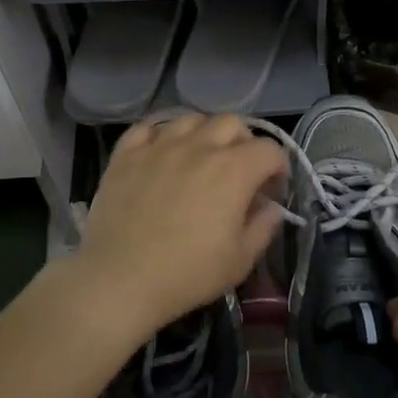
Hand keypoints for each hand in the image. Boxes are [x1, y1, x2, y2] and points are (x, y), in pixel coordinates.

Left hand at [70, 113, 286, 340]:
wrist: (120, 278)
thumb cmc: (187, 274)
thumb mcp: (240, 260)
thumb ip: (263, 227)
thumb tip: (271, 207)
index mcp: (233, 170)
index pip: (269, 149)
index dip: (278, 167)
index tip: (272, 190)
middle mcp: (199, 146)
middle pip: (232, 123)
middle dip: (244, 142)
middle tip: (239, 171)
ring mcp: (159, 145)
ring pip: (191, 119)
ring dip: (204, 134)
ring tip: (200, 158)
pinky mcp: (126, 154)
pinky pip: (148, 127)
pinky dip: (161, 135)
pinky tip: (161, 152)